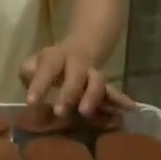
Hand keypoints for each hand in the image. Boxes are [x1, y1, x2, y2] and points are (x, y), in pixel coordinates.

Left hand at [19, 41, 134, 119]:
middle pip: (76, 75)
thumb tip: (30, 84)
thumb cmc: (51, 64)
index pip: (48, 68)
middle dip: (69, 93)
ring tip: (86, 112)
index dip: (40, 84)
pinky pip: (112, 93)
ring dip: (92, 97)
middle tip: (60, 112)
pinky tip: (131, 108)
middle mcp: (78, 64)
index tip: (31, 102)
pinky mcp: (104, 86)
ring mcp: (93, 74)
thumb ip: (30, 72)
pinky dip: (120, 100)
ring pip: (97, 82)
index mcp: (57, 57)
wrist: (84, 47)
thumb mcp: (35, 63)